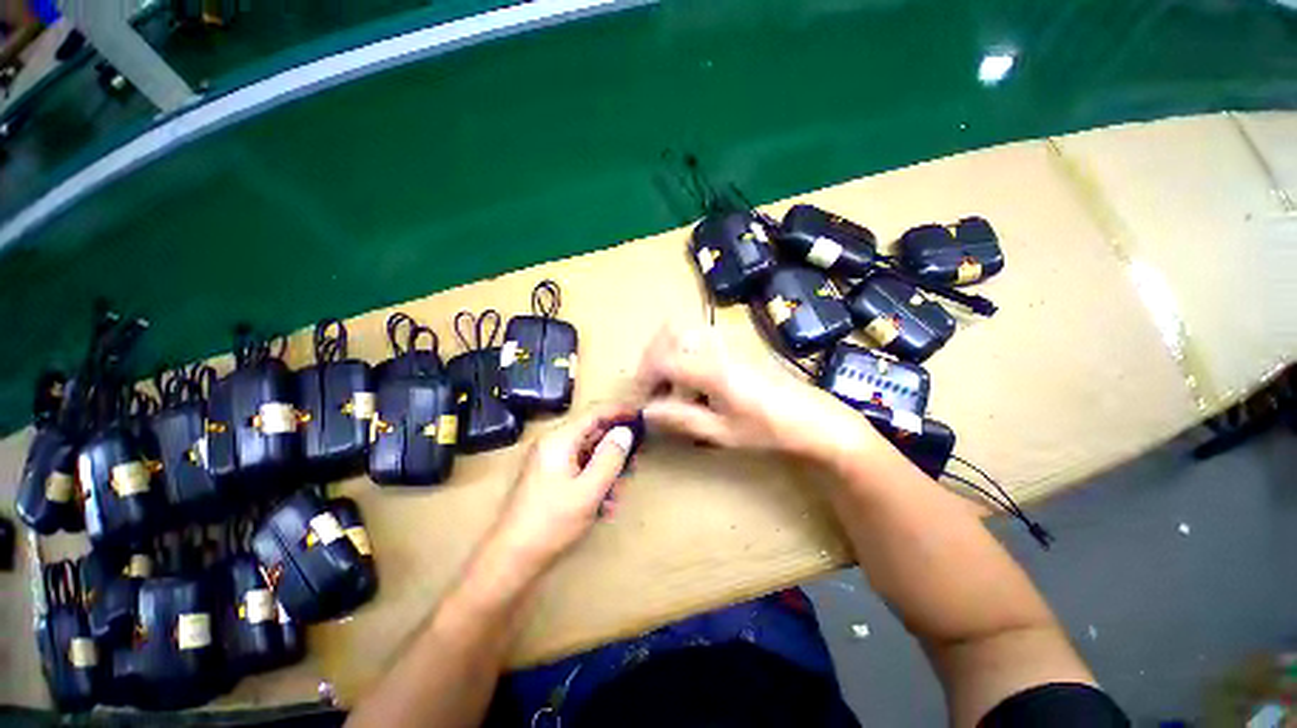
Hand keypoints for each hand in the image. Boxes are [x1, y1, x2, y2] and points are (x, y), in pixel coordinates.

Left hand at [486, 404, 638, 578]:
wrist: (512, 559)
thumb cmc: (552, 523)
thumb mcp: (589, 491)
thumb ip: (610, 458)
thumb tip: (625, 432)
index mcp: (559, 440)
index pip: (594, 413)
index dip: (619, 412)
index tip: (641, 417)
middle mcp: (553, 444)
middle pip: (593, 434)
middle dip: (616, 448)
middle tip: (635, 463)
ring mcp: (550, 462)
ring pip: (589, 454)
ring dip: (607, 469)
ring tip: (618, 493)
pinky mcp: (550, 478)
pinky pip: (580, 469)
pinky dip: (595, 481)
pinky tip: (604, 505)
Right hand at [634, 323, 878, 462]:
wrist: (811, 417)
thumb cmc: (768, 429)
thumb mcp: (722, 432)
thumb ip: (681, 418)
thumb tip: (647, 412)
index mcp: (712, 370)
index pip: (663, 361)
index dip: (644, 379)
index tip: (640, 401)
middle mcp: (716, 346)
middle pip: (668, 334)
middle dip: (650, 359)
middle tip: (651, 388)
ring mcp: (726, 339)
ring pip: (681, 327)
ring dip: (665, 349)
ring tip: (667, 379)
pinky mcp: (733, 341)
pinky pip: (696, 331)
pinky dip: (681, 345)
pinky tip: (689, 372)